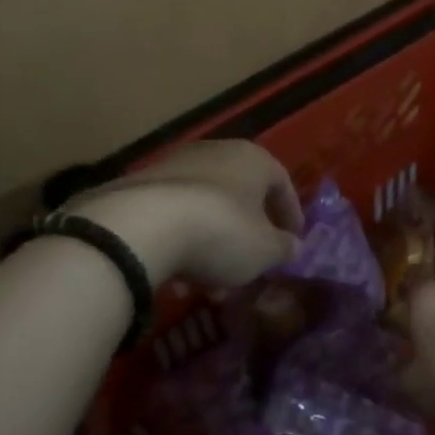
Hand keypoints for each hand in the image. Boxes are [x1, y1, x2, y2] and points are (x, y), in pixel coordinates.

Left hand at [71, 141, 303, 287]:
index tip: (292, 241)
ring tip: (211, 284)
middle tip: (250, 267)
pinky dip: (182, 242)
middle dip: (247, 235)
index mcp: (253, 158)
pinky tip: (178, 276)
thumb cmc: (222, 232)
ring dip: (213, 244)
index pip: (281, 182)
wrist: (143, 225)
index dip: (290, 214)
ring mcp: (175, 165)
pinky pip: (174, 215)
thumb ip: (283, 248)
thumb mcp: (264, 250)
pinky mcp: (141, 184)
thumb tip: (292, 247)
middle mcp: (215, 151)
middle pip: (240, 195)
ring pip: (205, 208)